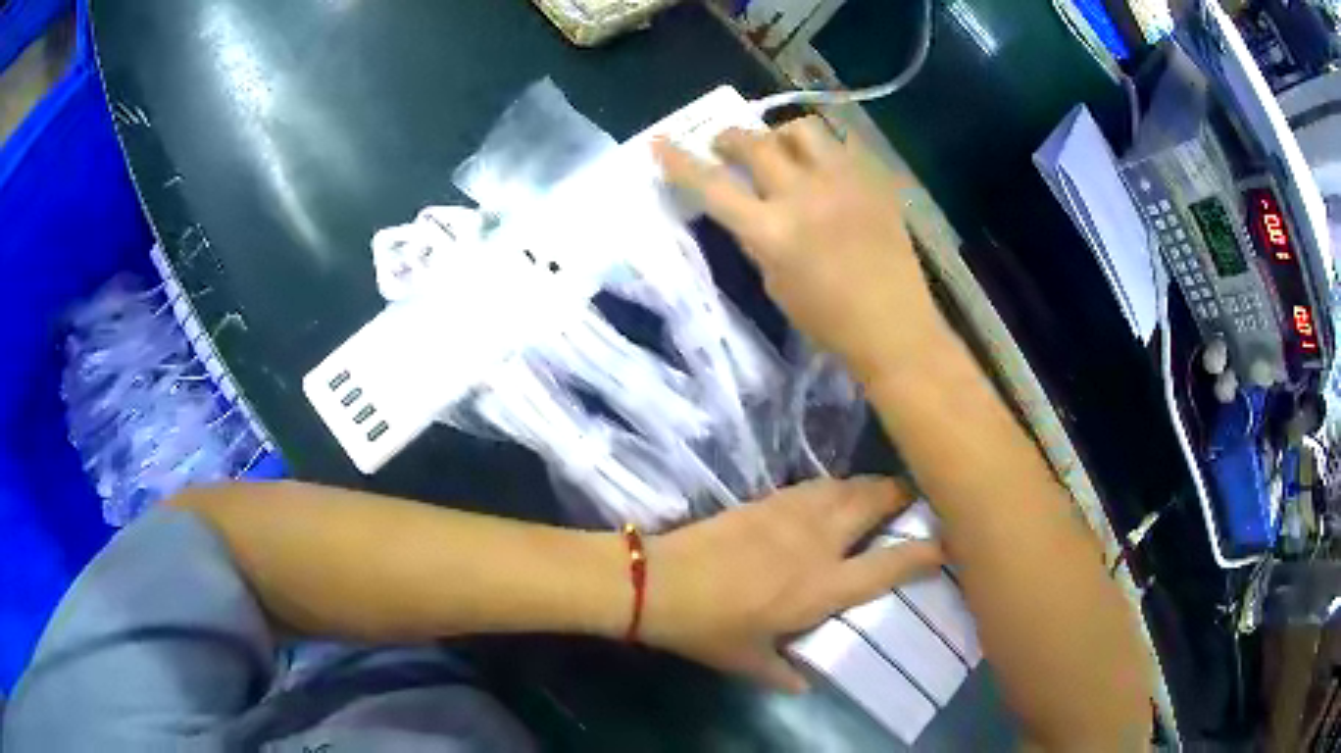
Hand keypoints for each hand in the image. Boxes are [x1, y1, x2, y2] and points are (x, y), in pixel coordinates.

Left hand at [641, 477, 943, 691]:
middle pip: (876, 502)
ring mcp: (793, 513)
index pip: (889, 565)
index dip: (925, 552)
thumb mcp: (749, 663)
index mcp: (823, 587)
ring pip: (847, 485)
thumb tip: (804, 684)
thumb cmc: (708, 628)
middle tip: (915, 502)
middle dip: (903, 496)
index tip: (947, 545)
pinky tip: (831, 496)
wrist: (659, 581)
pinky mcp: (768, 499)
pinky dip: (836, 486)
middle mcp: (819, 542)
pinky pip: (816, 485)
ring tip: (880, 496)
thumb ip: (784, 675)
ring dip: (871, 486)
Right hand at [655, 117, 949, 381]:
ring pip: (802, 129)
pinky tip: (823, 167)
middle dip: (729, 138)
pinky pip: (841, 145)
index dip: (681, 163)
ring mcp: (844, 183)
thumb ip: (756, 240)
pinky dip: (822, 149)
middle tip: (724, 145)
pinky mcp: (874, 181)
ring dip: (779, 134)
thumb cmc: (828, 322)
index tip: (660, 144)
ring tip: (779, 148)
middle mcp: (805, 196)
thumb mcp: (775, 284)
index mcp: (773, 232)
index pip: (714, 187)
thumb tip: (748, 210)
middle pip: (755, 144)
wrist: (894, 327)